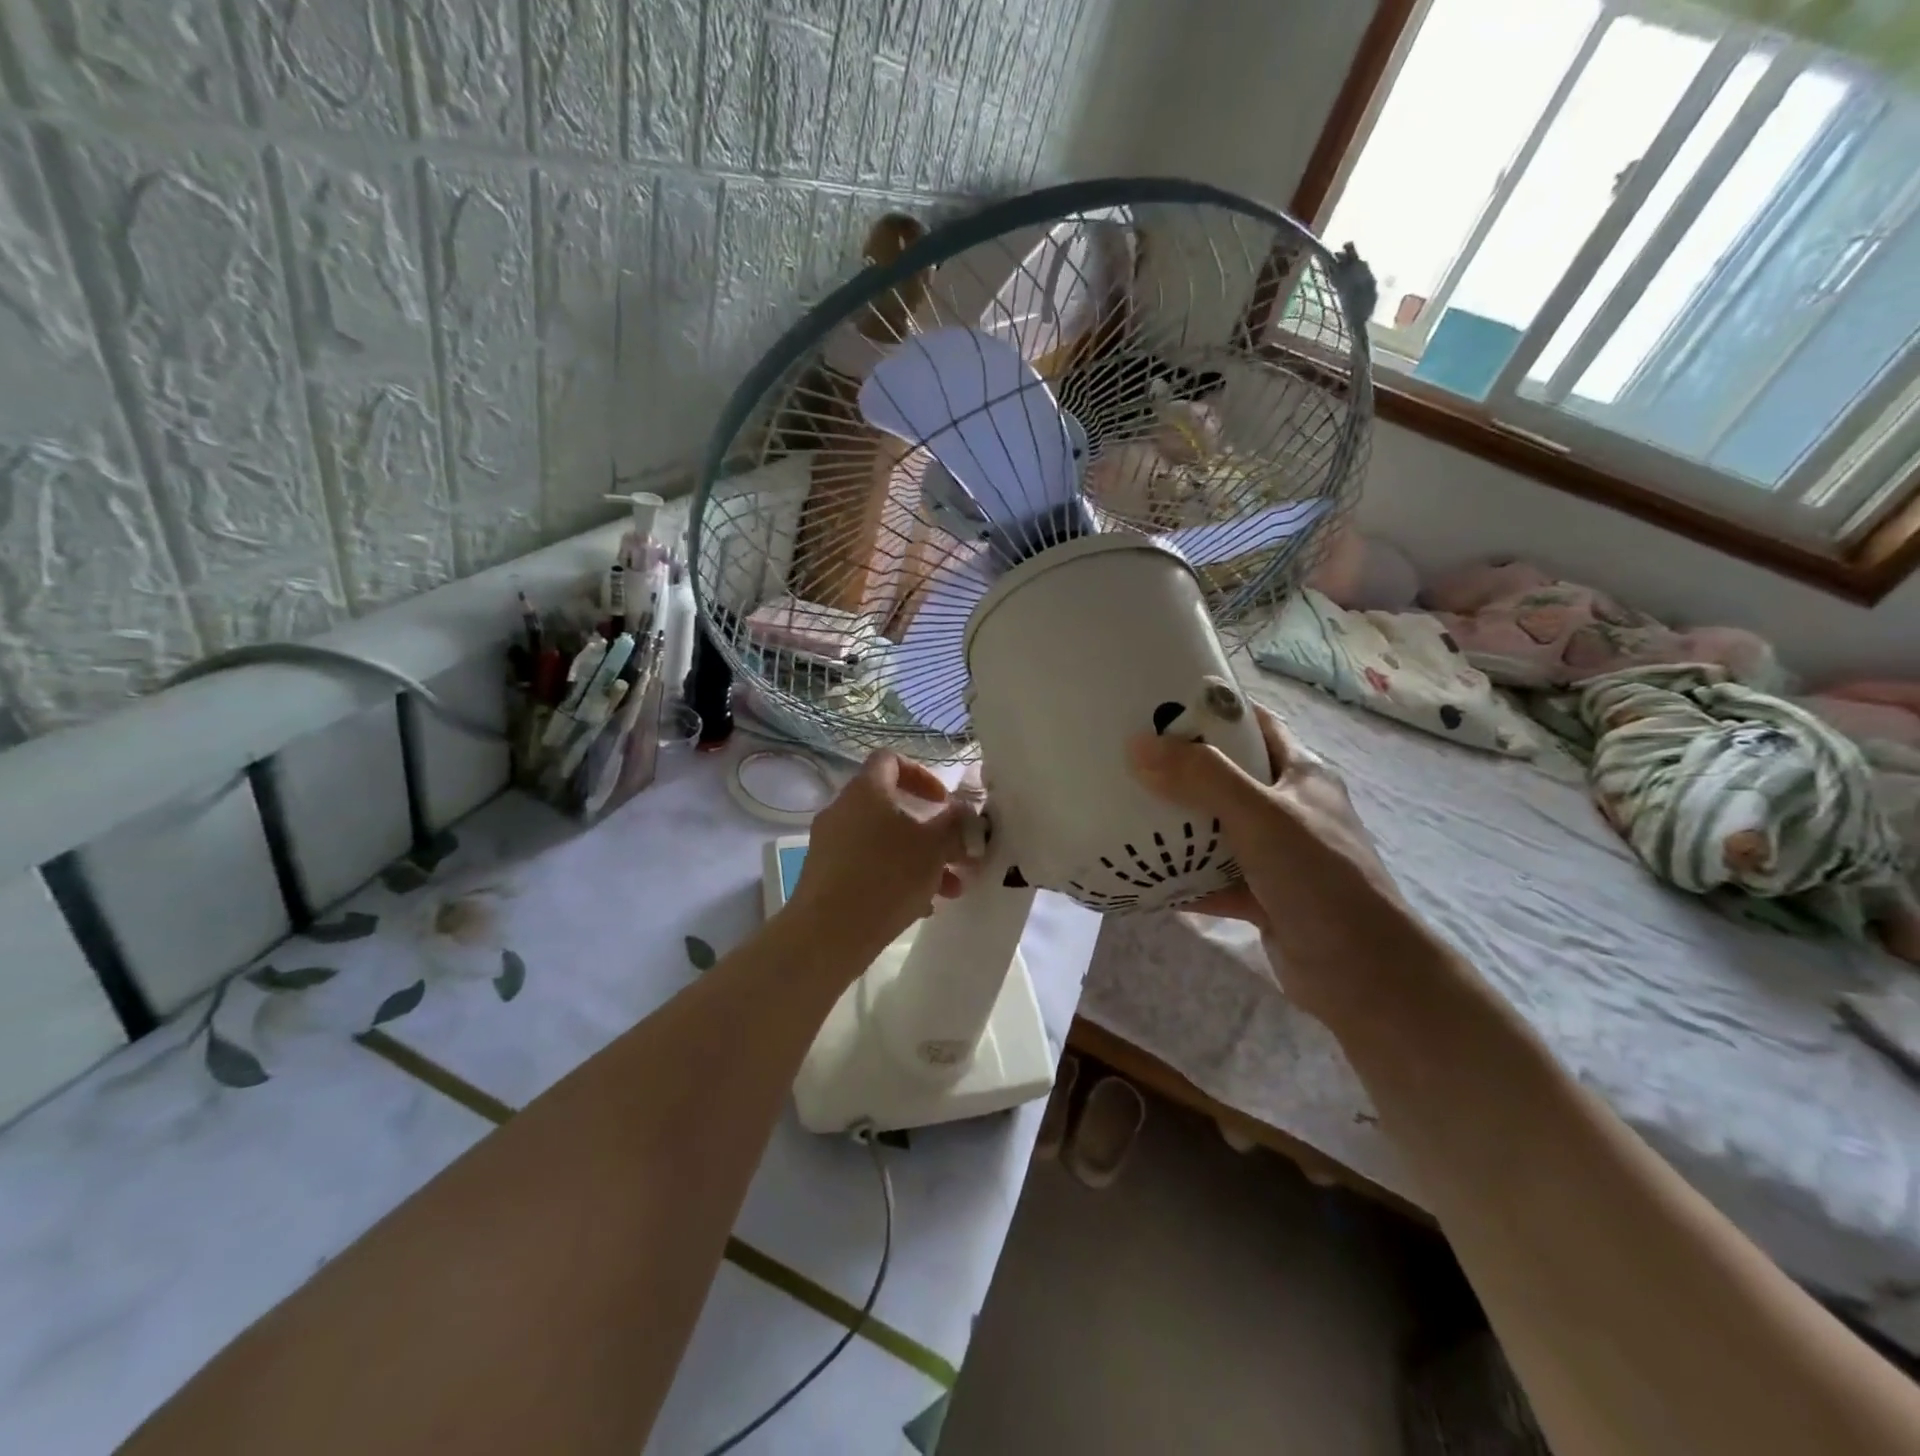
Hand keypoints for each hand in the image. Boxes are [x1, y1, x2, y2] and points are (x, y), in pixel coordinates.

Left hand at [786, 751, 980, 961]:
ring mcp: (830, 844)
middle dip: (930, 831)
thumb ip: (954, 823)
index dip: (922, 774)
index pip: (891, 760)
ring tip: (950, 890)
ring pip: (883, 842)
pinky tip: (921, 908)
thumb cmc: (887, 877)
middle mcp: (843, 810)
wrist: (828, 934)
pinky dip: (895, 878)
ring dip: (919, 859)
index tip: (943, 803)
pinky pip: (867, 866)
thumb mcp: (935, 847)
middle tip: (956, 854)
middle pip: (891, 808)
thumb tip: (962, 810)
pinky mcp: (825, 876)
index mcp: (866, 791)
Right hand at [1129, 704, 1412, 1022]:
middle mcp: (1288, 809)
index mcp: (1300, 774)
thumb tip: (1137, 745)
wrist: (1365, 976)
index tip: (1158, 703)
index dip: (1212, 709)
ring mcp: (1275, 855)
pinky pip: (1210, 877)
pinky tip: (1140, 875)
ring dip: (1176, 824)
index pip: (1254, 724)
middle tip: (1128, 759)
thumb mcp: (1261, 816)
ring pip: (1216, 829)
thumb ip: (1202, 778)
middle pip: (1227, 775)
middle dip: (1180, 767)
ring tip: (1122, 810)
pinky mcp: (1261, 896)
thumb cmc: (1321, 879)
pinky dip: (1180, 877)